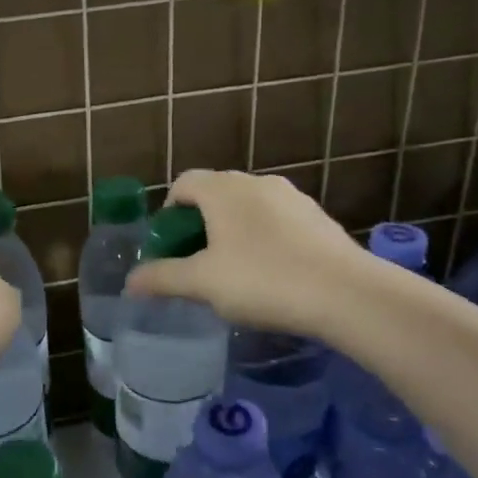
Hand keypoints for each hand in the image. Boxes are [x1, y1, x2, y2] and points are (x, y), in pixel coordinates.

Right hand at [127, 170, 364, 333]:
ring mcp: (293, 198)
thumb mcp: (202, 283)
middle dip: (200, 222)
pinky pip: (278, 221)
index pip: (183, 183)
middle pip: (215, 192)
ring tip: (234, 270)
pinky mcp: (319, 218)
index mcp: (223, 189)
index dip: (168, 212)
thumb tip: (130, 282)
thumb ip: (162, 278)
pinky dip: (265, 238)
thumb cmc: (263, 280)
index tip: (170, 246)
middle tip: (197, 261)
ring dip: (233, 230)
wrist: (348, 294)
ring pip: (249, 206)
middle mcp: (256, 182)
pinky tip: (272, 273)